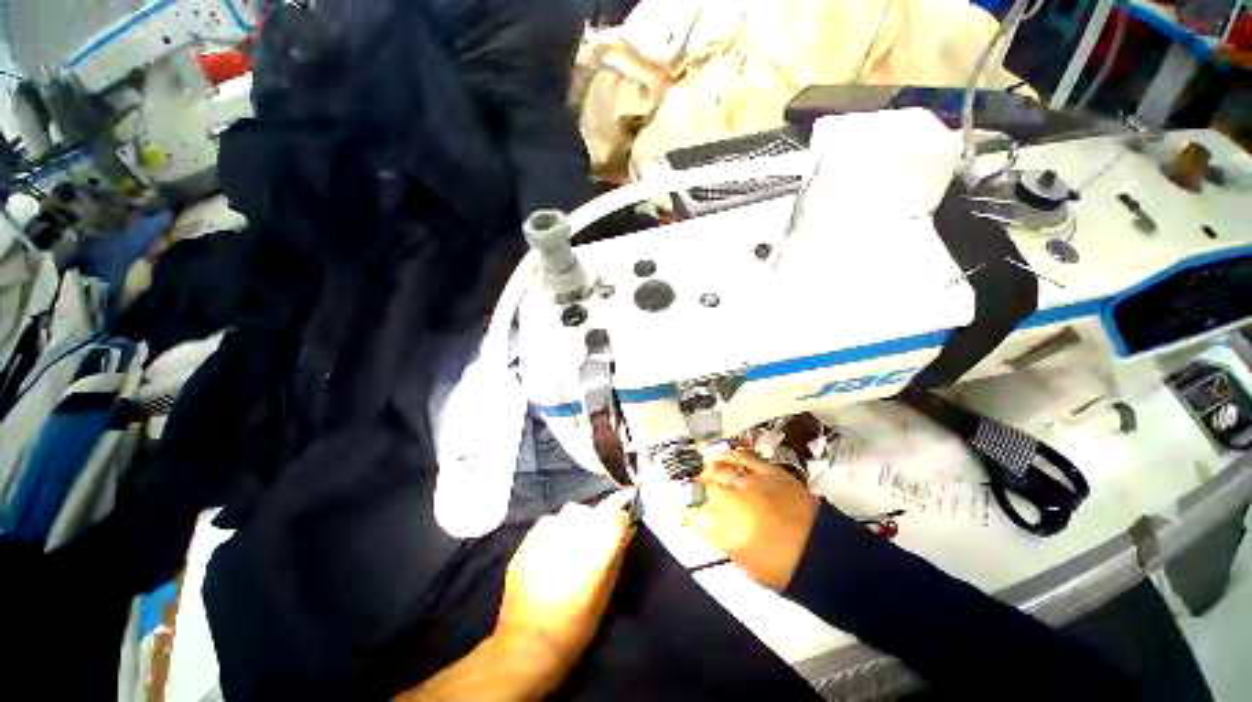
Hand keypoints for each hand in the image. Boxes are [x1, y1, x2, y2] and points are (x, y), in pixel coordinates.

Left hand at [495, 488, 636, 683]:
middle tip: (602, 531)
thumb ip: (618, 555)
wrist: (527, 647)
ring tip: (578, 540)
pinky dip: (558, 528)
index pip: (616, 515)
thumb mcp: (605, 593)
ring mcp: (545, 537)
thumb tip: (628, 528)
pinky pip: (549, 521)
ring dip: (580, 521)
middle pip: (595, 510)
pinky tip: (557, 546)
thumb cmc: (575, 627)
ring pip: (572, 512)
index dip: (624, 508)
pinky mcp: (527, 541)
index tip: (629, 503)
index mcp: (594, 553)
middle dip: (603, 516)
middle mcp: (571, 537)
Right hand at [683, 449, 819, 590]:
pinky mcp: (769, 472)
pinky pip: (744, 457)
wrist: (823, 552)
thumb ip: (723, 540)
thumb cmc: (783, 567)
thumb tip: (709, 524)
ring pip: (722, 469)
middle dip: (700, 489)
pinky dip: (731, 455)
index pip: (697, 516)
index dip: (690, 512)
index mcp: (728, 532)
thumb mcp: (746, 563)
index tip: (688, 512)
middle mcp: (736, 503)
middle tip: (699, 490)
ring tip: (708, 471)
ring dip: (711, 470)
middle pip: (707, 488)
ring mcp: (753, 484)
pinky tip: (723, 456)